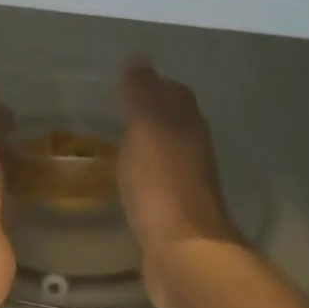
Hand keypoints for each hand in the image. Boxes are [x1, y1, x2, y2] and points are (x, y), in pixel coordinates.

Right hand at [117, 56, 242, 307]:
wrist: (182, 249)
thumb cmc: (161, 182)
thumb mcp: (146, 127)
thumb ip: (142, 93)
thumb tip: (139, 58)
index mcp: (188, 124)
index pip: (173, 92)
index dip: (153, 84)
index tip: (125, 82)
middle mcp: (193, 149)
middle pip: (174, 121)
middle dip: (150, 113)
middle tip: (115, 111)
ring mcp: (187, 183)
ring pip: (167, 152)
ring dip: (147, 144)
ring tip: (115, 143)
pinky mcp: (175, 212)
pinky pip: (158, 182)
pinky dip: (144, 174)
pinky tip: (125, 180)